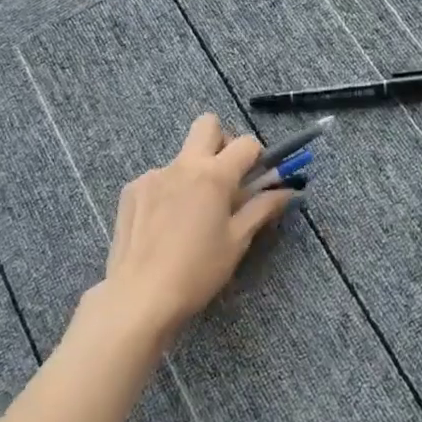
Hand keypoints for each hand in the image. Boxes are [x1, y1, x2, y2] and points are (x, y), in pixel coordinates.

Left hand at [96, 114, 295, 339]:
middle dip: (223, 142)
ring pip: (182, 156)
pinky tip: (165, 225)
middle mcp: (181, 165)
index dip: (258, 156)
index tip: (257, 178)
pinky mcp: (131, 191)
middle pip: (207, 125)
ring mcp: (152, 175)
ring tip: (192, 215)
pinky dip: (170, 191)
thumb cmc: (198, 271)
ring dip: (195, 172)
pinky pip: (159, 178)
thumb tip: (289, 191)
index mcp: (213, 175)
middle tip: (227, 178)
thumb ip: (262, 208)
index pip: (246, 143)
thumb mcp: (237, 241)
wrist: (140, 295)